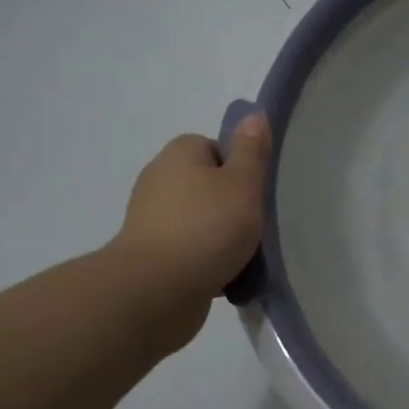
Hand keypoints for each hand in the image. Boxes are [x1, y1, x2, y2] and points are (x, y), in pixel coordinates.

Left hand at [106, 115, 270, 351]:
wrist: (155, 292)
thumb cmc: (206, 228)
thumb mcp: (242, 183)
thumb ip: (251, 151)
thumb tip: (253, 115)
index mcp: (178, 155)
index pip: (215, 148)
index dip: (239, 167)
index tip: (254, 191)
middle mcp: (159, 182)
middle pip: (209, 185)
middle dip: (233, 205)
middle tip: (256, 224)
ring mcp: (151, 221)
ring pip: (201, 221)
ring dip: (223, 237)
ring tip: (246, 255)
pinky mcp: (151, 257)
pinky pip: (191, 251)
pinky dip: (208, 261)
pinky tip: (227, 276)